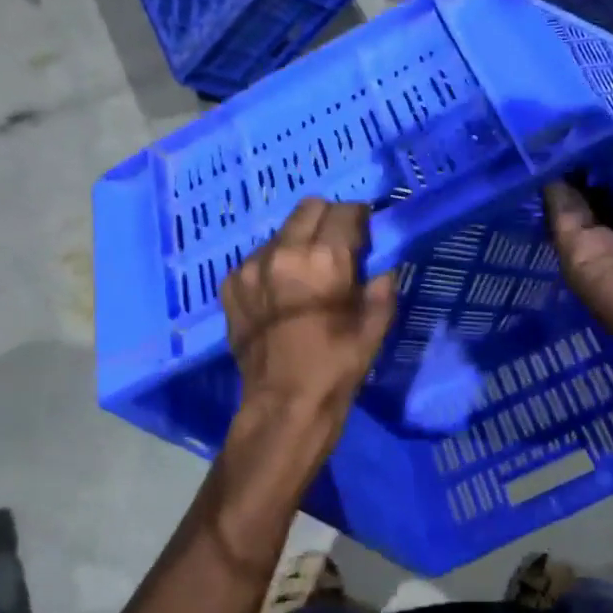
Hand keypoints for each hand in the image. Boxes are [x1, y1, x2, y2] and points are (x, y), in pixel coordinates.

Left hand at [224, 198, 396, 426]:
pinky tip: (280, 293)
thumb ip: (381, 287)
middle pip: (309, 208)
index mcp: (324, 258)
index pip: (344, 211)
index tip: (364, 234)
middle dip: (328, 219)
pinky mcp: (231, 284)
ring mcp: (252, 267)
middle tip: (337, 245)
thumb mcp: (374, 327)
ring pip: (280, 232)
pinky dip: (272, 265)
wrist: (284, 404)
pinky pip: (256, 258)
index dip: (359, 218)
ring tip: (306, 272)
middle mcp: (284, 251)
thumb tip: (381, 267)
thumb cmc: (337, 366)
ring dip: (298, 241)